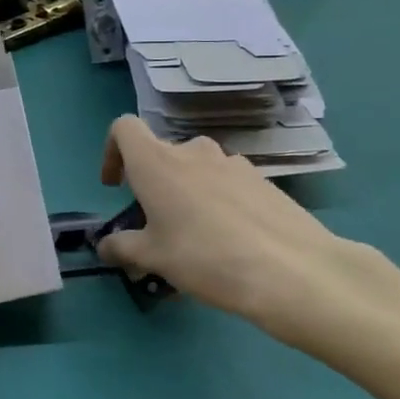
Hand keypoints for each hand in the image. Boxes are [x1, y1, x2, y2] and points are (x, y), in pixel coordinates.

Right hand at [97, 116, 399, 356]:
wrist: (293, 271)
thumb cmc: (205, 257)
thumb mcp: (152, 258)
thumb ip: (122, 247)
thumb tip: (106, 246)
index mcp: (156, 162)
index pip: (124, 128)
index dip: (112, 152)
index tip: (116, 186)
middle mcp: (192, 151)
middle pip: (161, 154)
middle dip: (151, 184)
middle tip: (155, 226)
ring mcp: (232, 163)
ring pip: (196, 170)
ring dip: (186, 193)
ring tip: (193, 237)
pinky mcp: (263, 181)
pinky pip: (226, 184)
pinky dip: (217, 202)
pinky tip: (229, 240)